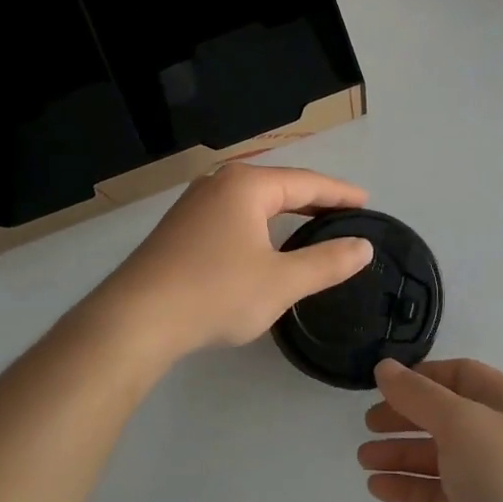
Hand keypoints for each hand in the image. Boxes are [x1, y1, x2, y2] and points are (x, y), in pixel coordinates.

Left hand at [98, 164, 374, 359]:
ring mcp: (194, 203)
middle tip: (345, 214)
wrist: (136, 319)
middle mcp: (219, 183)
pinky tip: (265, 242)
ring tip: (312, 224)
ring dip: (285, 211)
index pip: (306, 182)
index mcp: (246, 185)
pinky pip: (233, 215)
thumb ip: (326, 262)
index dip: (339, 193)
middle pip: (278, 185)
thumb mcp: (281, 282)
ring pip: (253, 200)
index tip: (366, 202)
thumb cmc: (215, 293)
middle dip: (313, 200)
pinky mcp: (180, 227)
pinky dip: (259, 223)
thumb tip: (362, 247)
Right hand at [357, 358, 502, 501]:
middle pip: (443, 416)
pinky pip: (436, 494)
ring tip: (364, 459)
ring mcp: (489, 479)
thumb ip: (419, 395)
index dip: (420, 378)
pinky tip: (378, 488)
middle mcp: (499, 436)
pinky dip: (408, 488)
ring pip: (437, 457)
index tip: (382, 386)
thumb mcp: (462, 422)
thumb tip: (385, 368)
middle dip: (405, 417)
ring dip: (400, 454)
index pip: (458, 375)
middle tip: (367, 425)